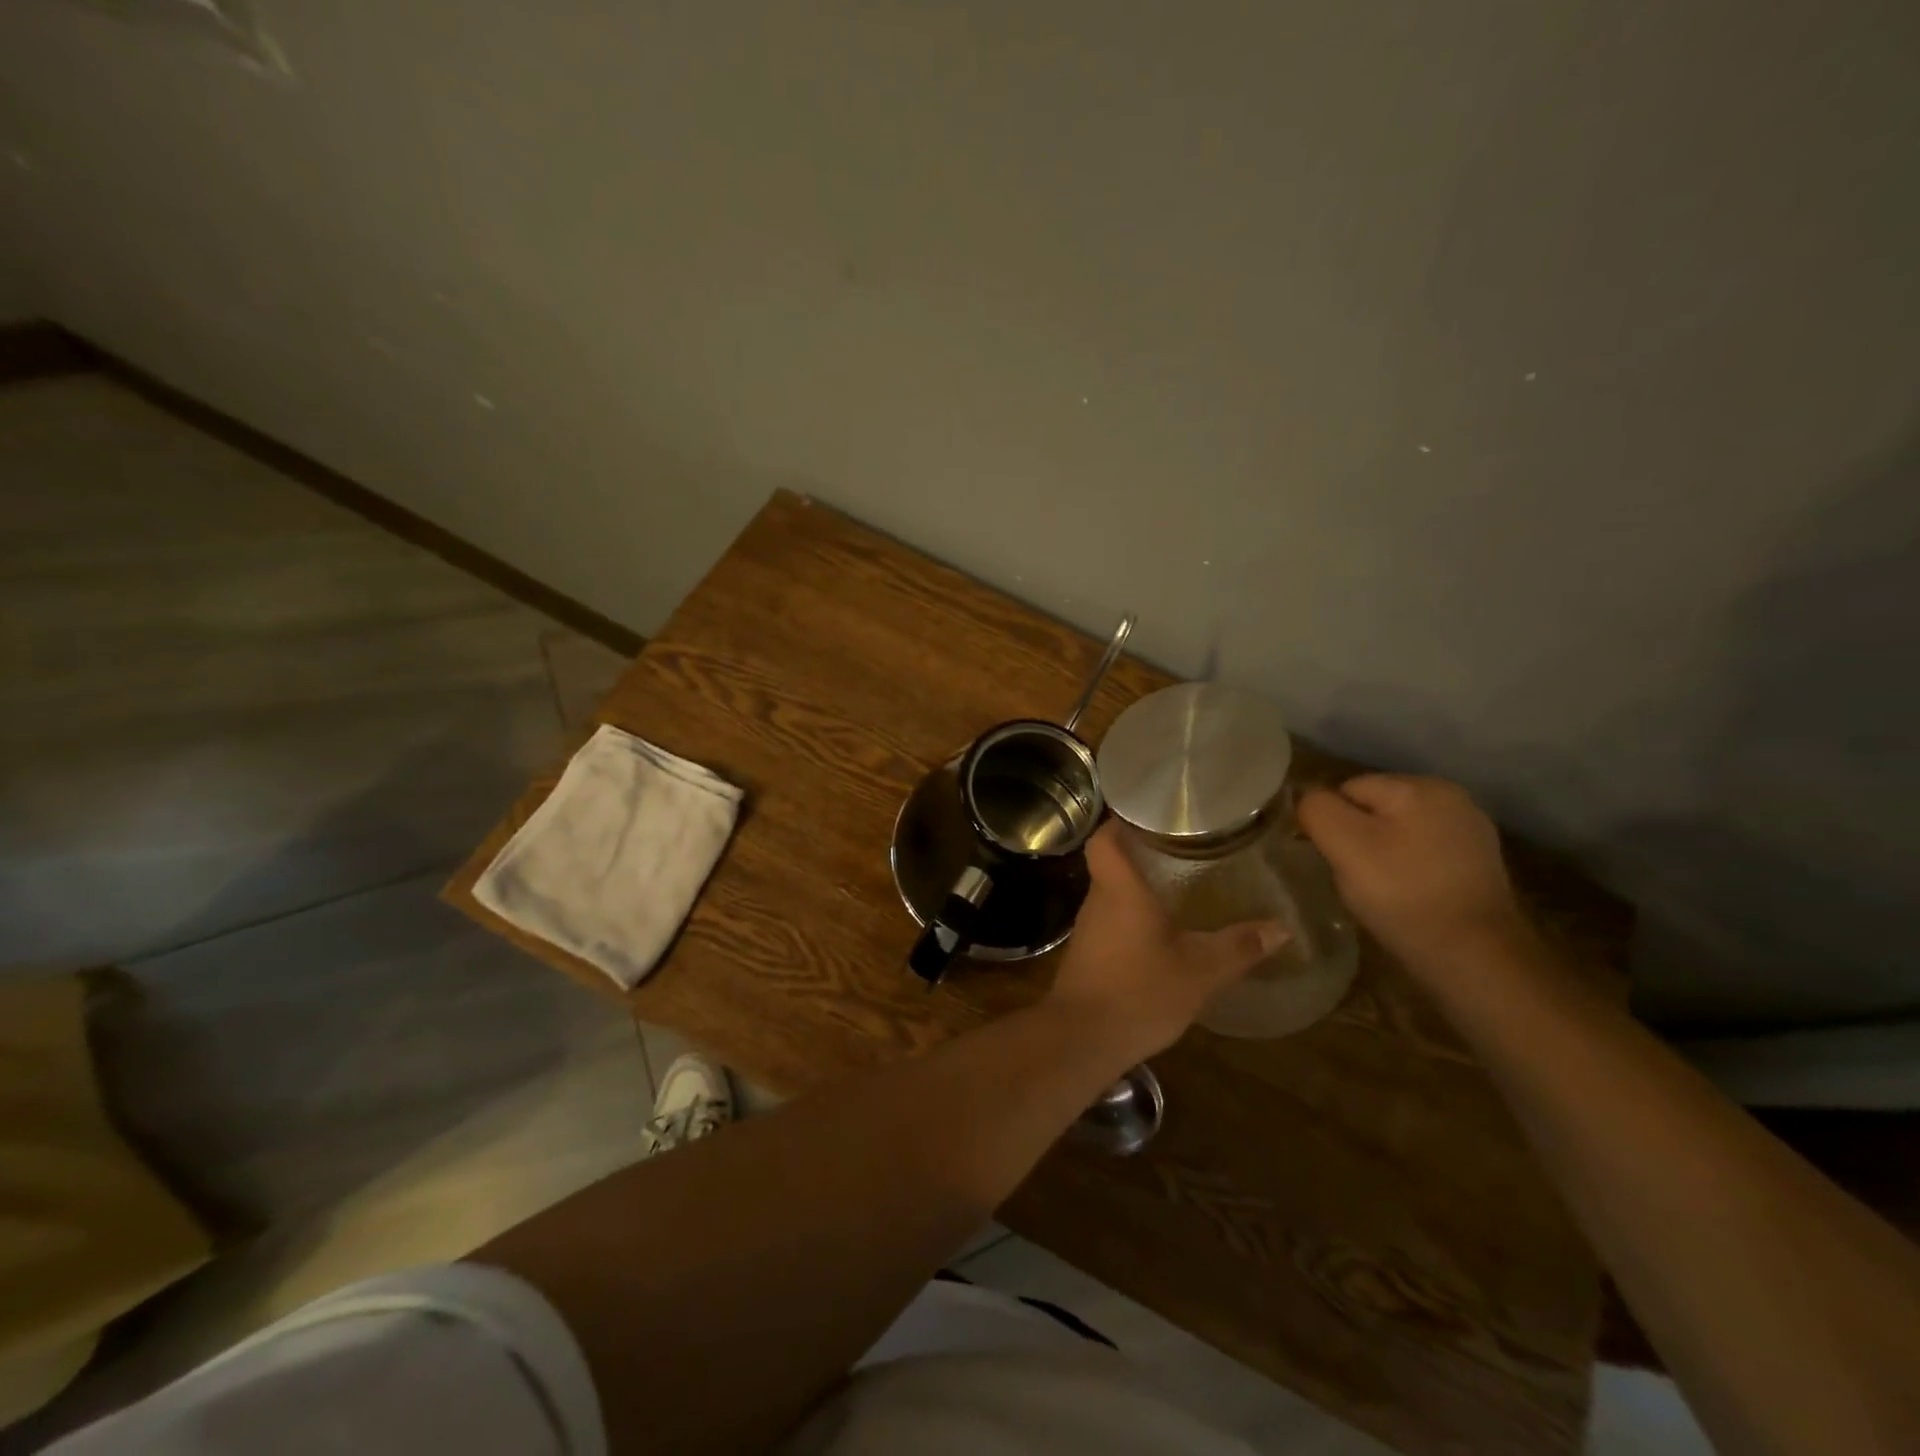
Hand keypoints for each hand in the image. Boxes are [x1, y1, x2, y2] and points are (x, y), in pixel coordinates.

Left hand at [1044, 821, 1286, 1061]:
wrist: (1082, 1039)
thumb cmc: (1139, 991)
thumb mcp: (1200, 970)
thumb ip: (1239, 946)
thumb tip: (1281, 928)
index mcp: (1120, 888)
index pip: (1105, 838)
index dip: (1121, 821)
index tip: (1151, 815)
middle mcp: (1098, 900)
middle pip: (1111, 862)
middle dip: (1141, 853)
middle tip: (1181, 848)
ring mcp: (1089, 929)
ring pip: (1112, 894)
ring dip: (1138, 888)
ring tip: (1178, 884)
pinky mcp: (1088, 954)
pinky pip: (1111, 921)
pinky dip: (1133, 917)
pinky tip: (1161, 932)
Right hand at [1297, 774, 1531, 978]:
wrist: (1474, 958)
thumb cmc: (1403, 895)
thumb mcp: (1345, 846)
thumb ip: (1318, 810)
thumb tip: (1308, 799)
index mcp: (1420, 786)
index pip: (1348, 789)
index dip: (1331, 823)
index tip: (1335, 860)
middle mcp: (1451, 798)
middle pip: (1374, 808)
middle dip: (1357, 837)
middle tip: (1356, 877)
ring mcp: (1469, 831)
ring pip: (1396, 831)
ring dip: (1381, 854)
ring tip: (1381, 890)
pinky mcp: (1477, 863)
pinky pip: (1422, 853)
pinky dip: (1408, 869)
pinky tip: (1408, 895)